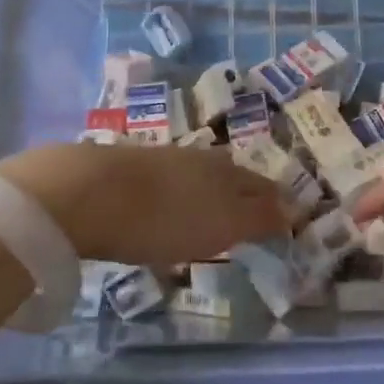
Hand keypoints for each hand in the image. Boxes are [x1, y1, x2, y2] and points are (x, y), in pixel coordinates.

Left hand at [0, 143, 286, 264]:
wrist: (86, 193)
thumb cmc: (163, 217)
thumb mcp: (220, 225)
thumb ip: (258, 218)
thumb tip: (296, 209)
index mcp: (225, 171)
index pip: (261, 185)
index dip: (275, 202)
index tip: (285, 218)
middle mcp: (199, 159)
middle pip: (231, 176)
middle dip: (244, 194)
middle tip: (250, 216)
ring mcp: (162, 160)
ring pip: (198, 176)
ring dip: (208, 194)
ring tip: (210, 215)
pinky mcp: (129, 169)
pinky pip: (166, 183)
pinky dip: (176, 197)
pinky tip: (166, 211)